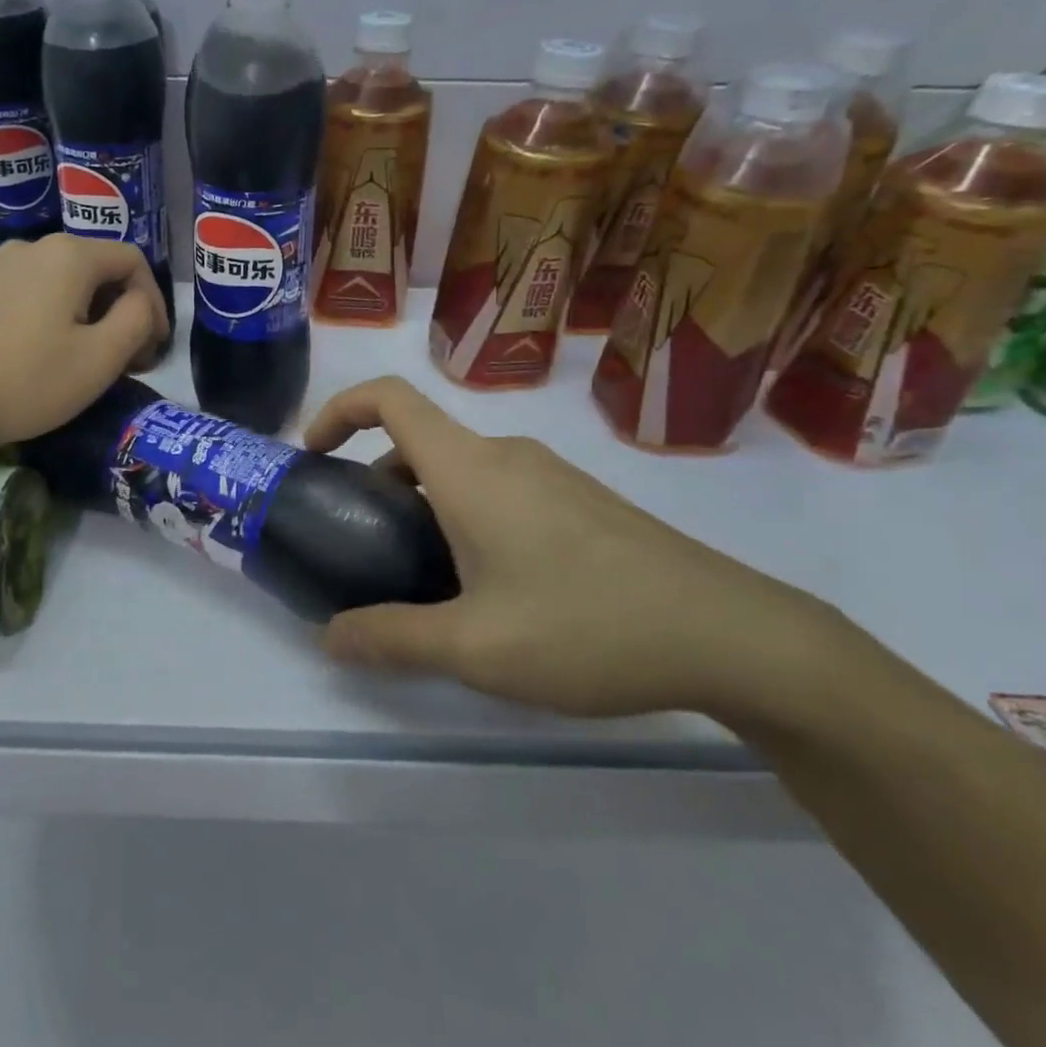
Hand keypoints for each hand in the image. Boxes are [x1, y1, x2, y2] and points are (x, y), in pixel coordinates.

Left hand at [0, 236, 168, 450]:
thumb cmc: (27, 381)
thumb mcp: (101, 357)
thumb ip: (137, 320)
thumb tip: (140, 302)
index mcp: (68, 255)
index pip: (133, 262)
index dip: (155, 303)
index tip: (155, 349)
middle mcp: (32, 247)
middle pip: (98, 269)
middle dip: (123, 311)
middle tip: (130, 360)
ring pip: (65, 282)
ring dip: (91, 316)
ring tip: (92, 360)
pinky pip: (33, 293)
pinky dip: (56, 316)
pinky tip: (48, 353)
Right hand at [303, 376, 827, 718]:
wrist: (731, 634)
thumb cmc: (587, 627)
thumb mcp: (475, 648)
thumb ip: (391, 639)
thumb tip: (329, 639)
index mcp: (470, 469)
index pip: (389, 399)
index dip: (339, 411)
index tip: (314, 454)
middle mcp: (507, 455)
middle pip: (420, 441)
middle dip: (377, 480)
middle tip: (364, 544)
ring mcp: (551, 475)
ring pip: (462, 470)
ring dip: (424, 504)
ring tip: (424, 577)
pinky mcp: (582, 501)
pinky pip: (501, 490)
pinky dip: (467, 516)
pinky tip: (491, 587)